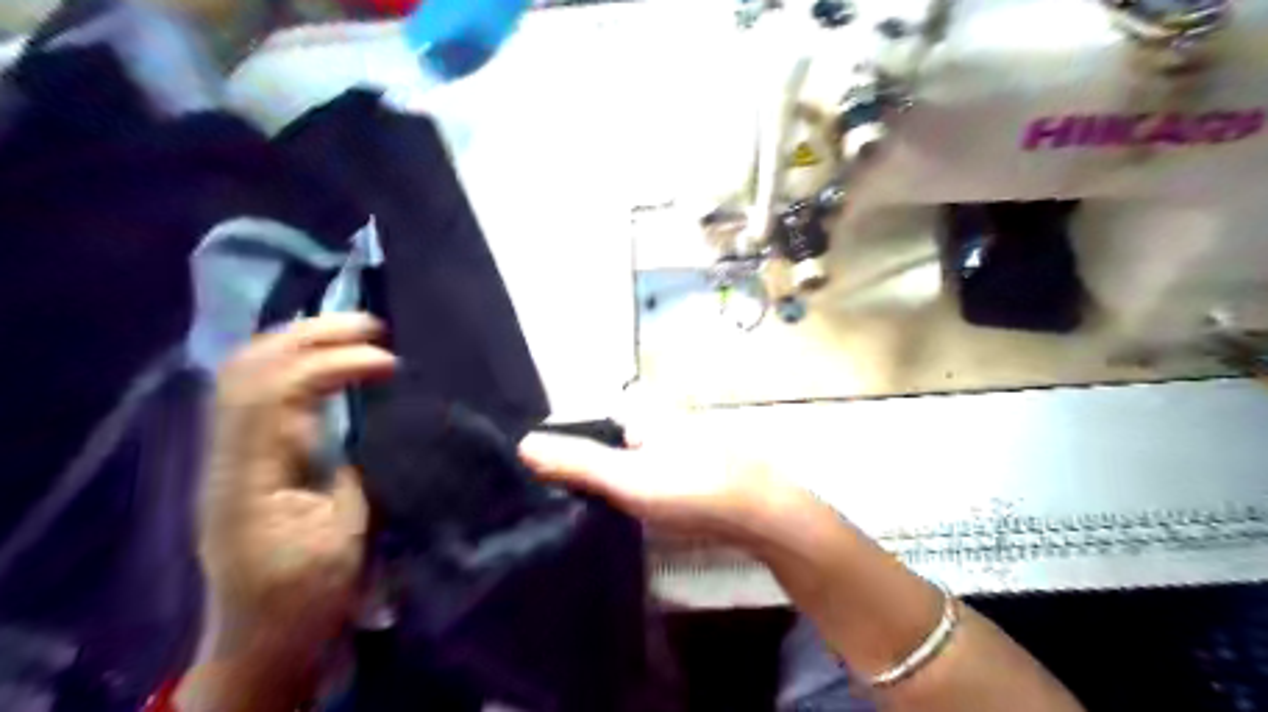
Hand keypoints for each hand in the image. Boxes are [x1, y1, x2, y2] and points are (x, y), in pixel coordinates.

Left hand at [199, 315, 395, 659]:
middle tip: (371, 324)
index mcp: (250, 479)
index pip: (276, 394)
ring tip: (351, 330)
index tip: (388, 362)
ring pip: (244, 373)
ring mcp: (229, 453)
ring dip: (298, 340)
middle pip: (248, 370)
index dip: (331, 365)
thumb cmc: (306, 594)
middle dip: (311, 335)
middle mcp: (227, 456)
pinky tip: (324, 356)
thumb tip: (365, 419)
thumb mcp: (344, 537)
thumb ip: (350, 470)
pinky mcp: (243, 456)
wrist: (260, 637)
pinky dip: (290, 362)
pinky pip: (255, 391)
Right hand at [514, 416, 810, 543]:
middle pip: (603, 444)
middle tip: (555, 503)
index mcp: (639, 412)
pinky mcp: (686, 471)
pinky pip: (644, 477)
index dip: (560, 453)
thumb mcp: (626, 477)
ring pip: (624, 462)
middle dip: (580, 469)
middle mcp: (655, 421)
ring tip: (580, 512)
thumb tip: (522, 443)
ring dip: (604, 483)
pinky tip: (623, 513)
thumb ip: (576, 462)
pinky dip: (629, 491)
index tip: (537, 484)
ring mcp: (673, 446)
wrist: (760, 514)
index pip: (583, 426)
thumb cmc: (691, 488)